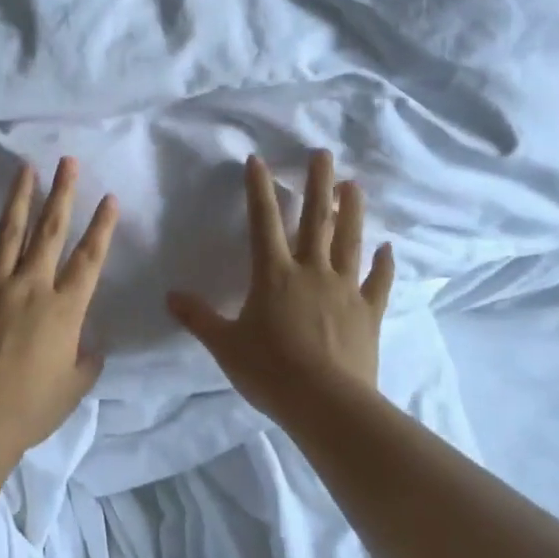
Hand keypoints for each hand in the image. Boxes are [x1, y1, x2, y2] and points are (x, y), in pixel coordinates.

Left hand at [0, 157, 118, 454]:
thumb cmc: (30, 409)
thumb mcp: (74, 389)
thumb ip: (87, 362)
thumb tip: (91, 345)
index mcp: (64, 308)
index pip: (89, 258)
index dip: (102, 226)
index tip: (109, 198)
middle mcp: (31, 286)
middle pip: (50, 232)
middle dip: (63, 193)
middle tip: (68, 161)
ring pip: (8, 233)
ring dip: (18, 198)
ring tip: (26, 168)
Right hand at [167, 151, 393, 426]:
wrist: (326, 403)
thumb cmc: (270, 371)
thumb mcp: (225, 345)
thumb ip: (199, 317)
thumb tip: (170, 296)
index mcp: (274, 275)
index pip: (263, 222)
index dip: (259, 189)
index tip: (259, 161)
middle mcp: (311, 271)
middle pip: (315, 220)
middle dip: (317, 184)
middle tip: (323, 153)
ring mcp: (344, 289)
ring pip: (349, 241)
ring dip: (351, 211)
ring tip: (353, 185)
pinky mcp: (369, 312)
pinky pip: (378, 282)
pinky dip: (383, 264)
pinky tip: (388, 248)